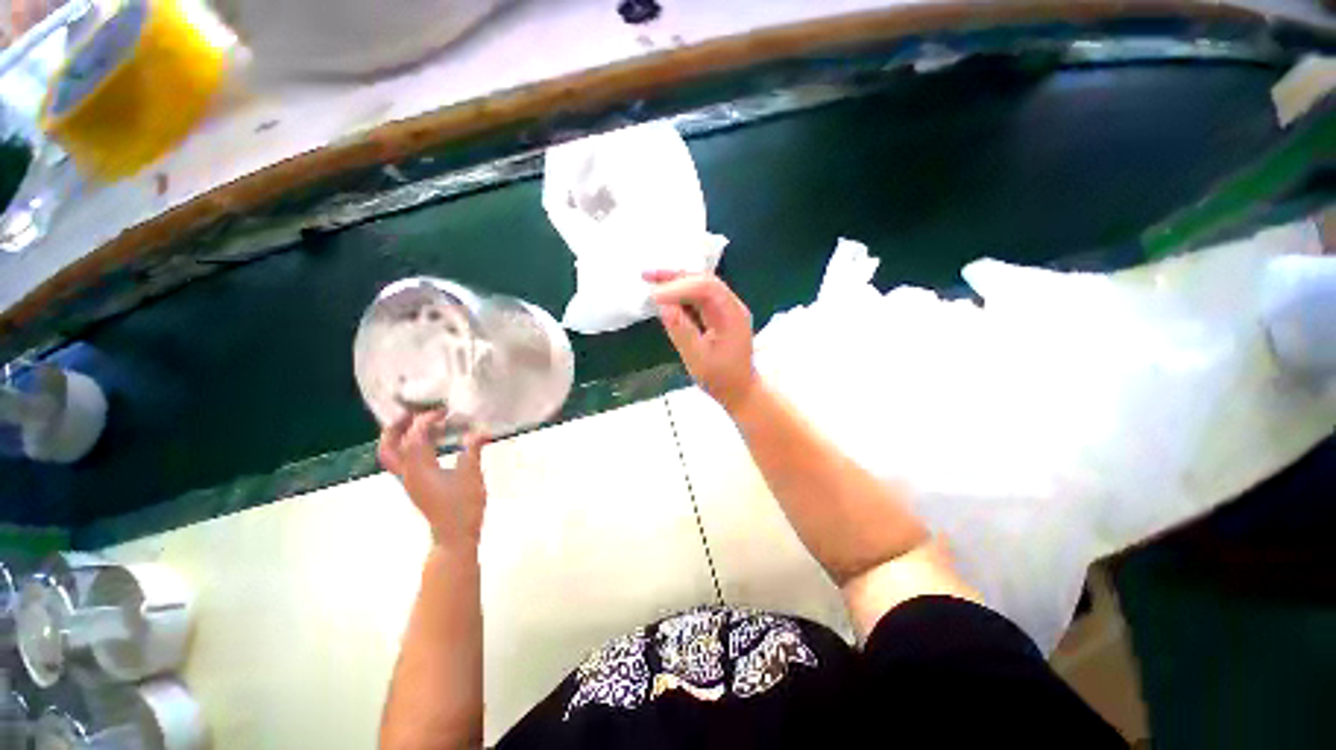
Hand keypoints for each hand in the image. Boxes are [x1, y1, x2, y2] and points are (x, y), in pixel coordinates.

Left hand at [379, 410, 488, 548]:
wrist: (454, 536)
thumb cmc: (463, 506)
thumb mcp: (471, 476)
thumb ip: (472, 451)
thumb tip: (478, 431)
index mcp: (419, 469)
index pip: (414, 437)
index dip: (426, 420)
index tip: (443, 412)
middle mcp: (408, 473)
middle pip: (388, 447)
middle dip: (397, 427)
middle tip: (414, 413)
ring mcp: (409, 481)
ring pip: (393, 455)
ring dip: (401, 437)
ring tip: (422, 425)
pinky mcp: (416, 486)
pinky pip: (404, 461)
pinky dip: (412, 447)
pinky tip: (433, 443)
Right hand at [644, 271, 757, 413]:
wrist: (739, 389)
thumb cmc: (720, 378)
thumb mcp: (698, 359)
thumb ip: (682, 331)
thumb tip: (664, 306)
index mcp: (732, 315)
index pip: (707, 288)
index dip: (679, 287)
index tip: (655, 296)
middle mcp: (732, 306)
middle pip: (704, 281)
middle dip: (675, 277)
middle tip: (647, 276)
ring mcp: (726, 308)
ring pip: (700, 286)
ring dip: (676, 282)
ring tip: (650, 280)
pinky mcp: (719, 314)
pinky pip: (699, 297)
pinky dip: (681, 294)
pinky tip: (665, 296)